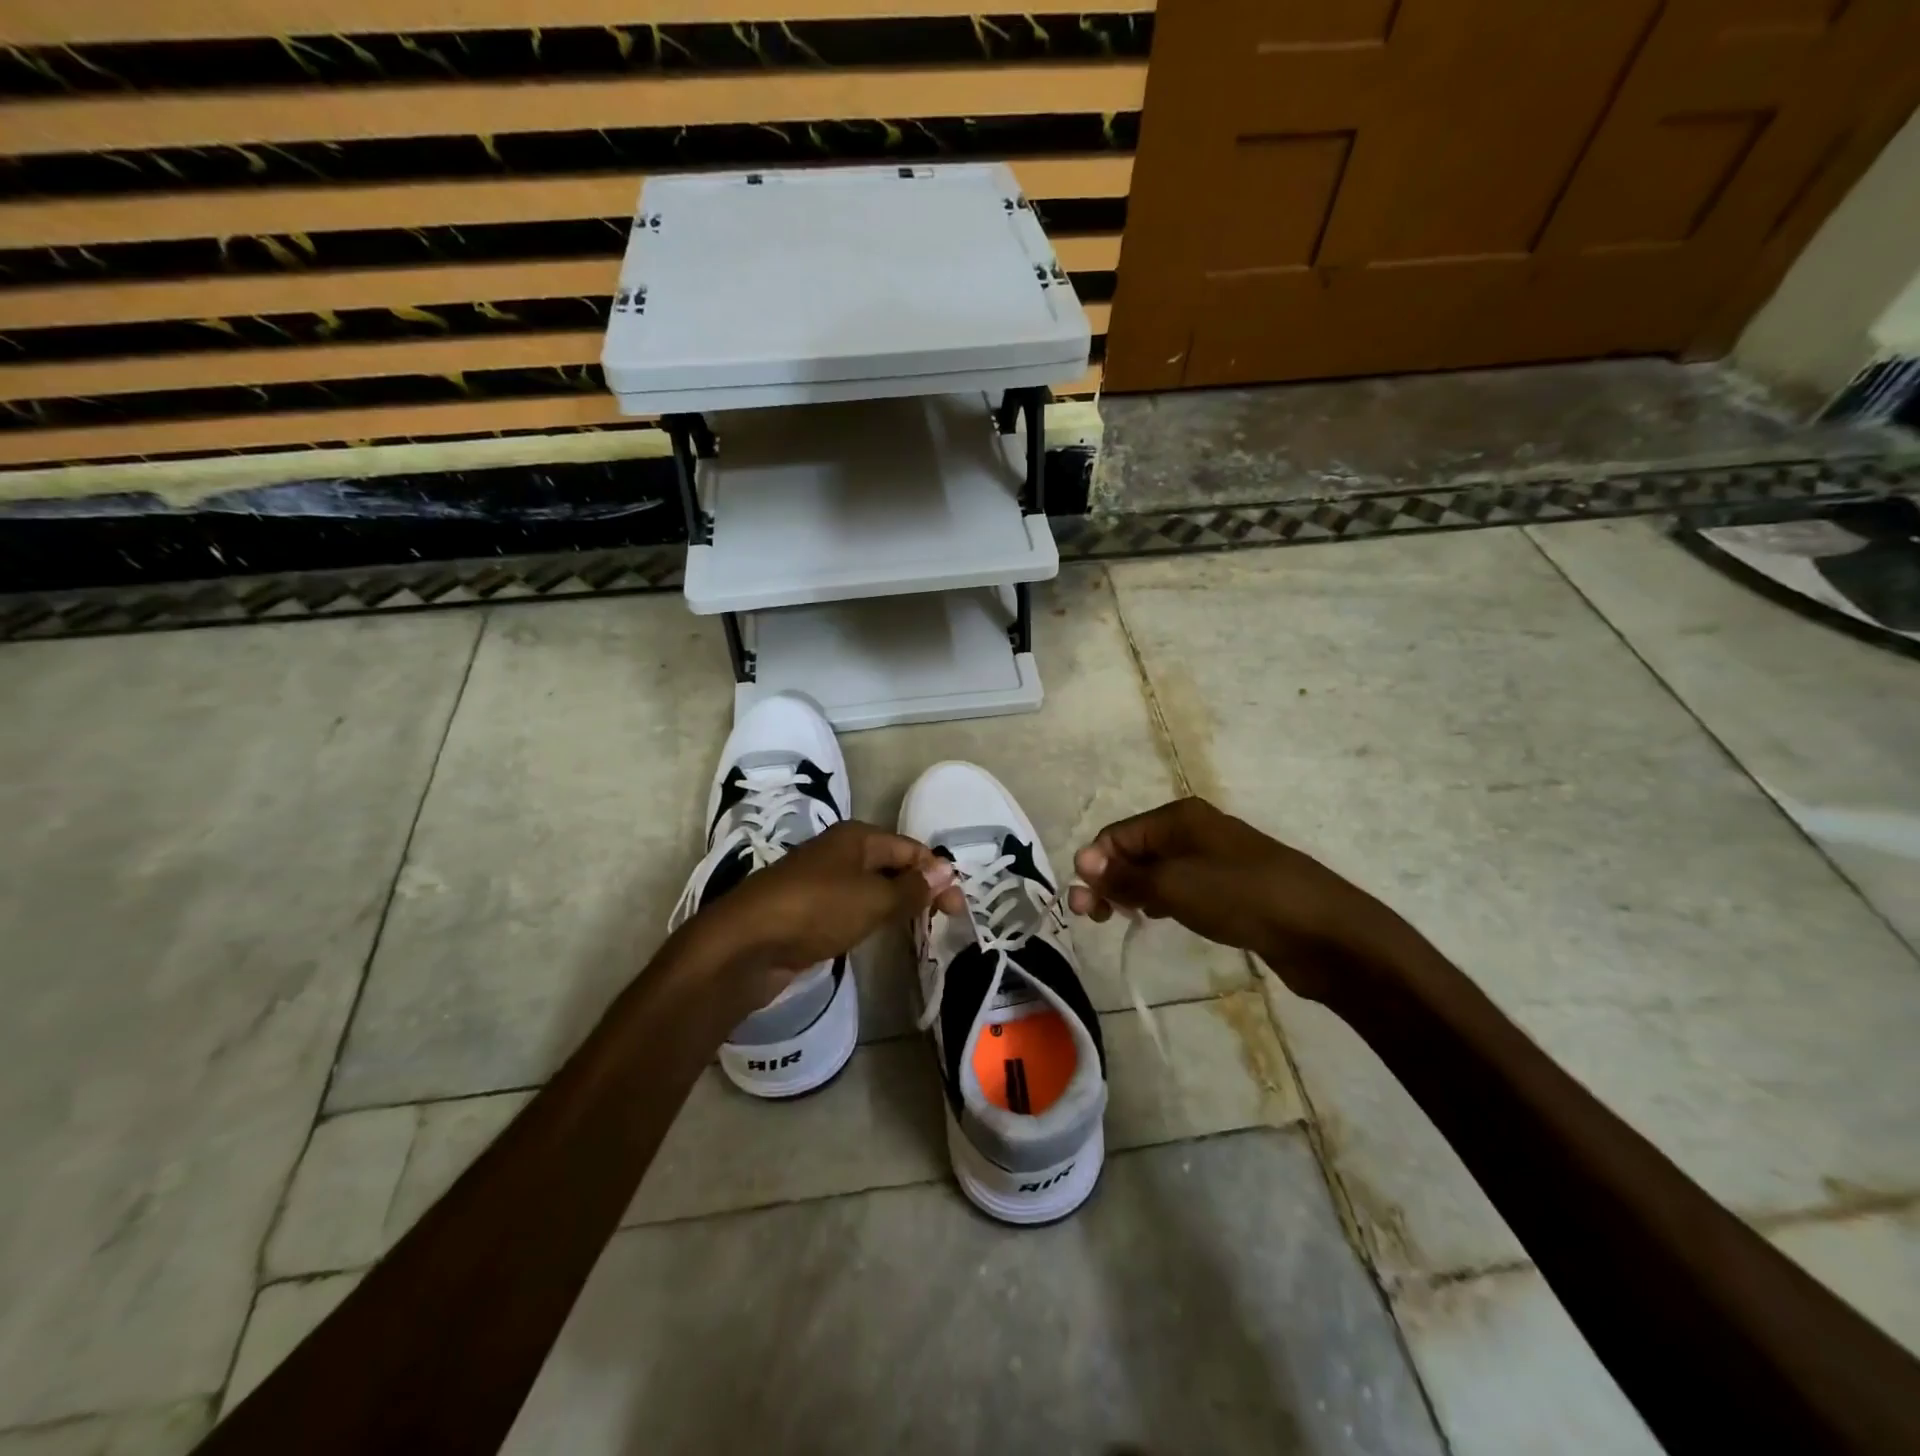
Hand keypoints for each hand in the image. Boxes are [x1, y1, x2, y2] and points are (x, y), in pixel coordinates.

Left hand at [681, 820, 964, 1011]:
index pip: (910, 849)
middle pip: (891, 865)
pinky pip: (851, 908)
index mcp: (856, 837)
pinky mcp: (807, 910)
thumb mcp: (873, 899)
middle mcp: (839, 852)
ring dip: (895, 904)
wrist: (745, 945)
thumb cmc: (816, 910)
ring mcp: (820, 881)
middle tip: (943, 921)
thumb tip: (946, 870)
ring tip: (919, 929)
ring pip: (870, 888)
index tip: (958, 909)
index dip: (937, 874)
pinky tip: (878, 935)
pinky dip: (870, 918)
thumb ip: (912, 888)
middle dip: (919, 888)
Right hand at [1068, 797, 1402, 1003]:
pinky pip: (1180, 888)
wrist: (1323, 932)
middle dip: (1109, 879)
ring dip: (1131, 891)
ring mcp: (1214, 859)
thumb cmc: (1242, 898)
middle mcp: (1194, 831)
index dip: (1095, 865)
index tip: (1085, 904)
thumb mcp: (1174, 886)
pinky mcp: (1230, 888)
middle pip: (1135, 851)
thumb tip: (1081, 860)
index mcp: (1179, 818)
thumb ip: (1125, 876)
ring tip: (1119, 920)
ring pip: (1157, 871)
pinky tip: (1156, 918)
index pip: (1117, 835)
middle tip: (1094, 917)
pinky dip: (1160, 900)